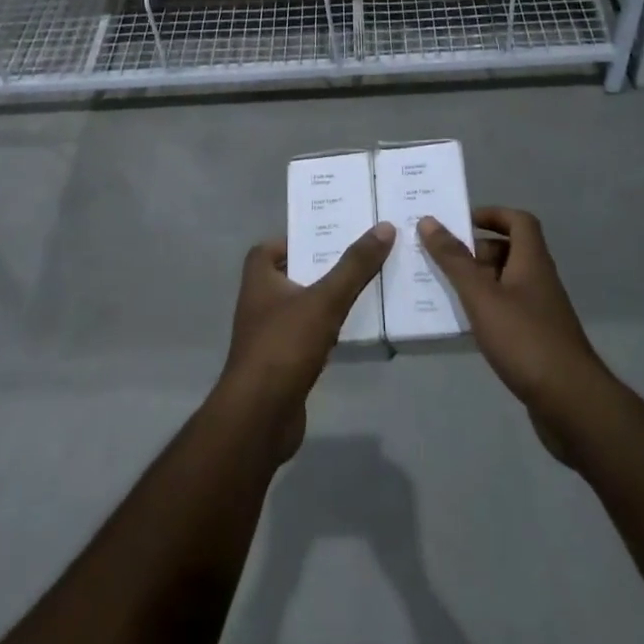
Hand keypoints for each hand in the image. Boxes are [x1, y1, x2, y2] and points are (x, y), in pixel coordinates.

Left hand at [220, 224, 393, 460]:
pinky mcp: (283, 365)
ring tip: (366, 288)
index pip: (270, 248)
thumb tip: (384, 227)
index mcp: (259, 279)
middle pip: (293, 275)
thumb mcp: (325, 300)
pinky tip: (355, 331)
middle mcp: (259, 303)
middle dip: (322, 267)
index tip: (328, 237)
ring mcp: (270, 336)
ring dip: (328, 300)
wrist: (260, 417)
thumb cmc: (284, 346)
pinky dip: (329, 331)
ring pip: (304, 307)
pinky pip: (310, 337)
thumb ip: (354, 266)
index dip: (296, 240)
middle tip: (359, 257)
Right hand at [419, 207, 608, 462]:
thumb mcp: (482, 296)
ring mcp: (541, 312)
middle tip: (443, 258)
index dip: (492, 214)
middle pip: (510, 251)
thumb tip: (429, 220)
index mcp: (532, 261)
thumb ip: (454, 260)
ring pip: (506, 283)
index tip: (461, 221)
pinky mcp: (538, 340)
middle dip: (477, 251)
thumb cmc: (525, 339)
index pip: (519, 221)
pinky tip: (464, 325)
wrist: (571, 403)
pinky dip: (486, 309)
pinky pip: (508, 311)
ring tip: (444, 289)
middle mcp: (540, 280)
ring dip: (478, 281)